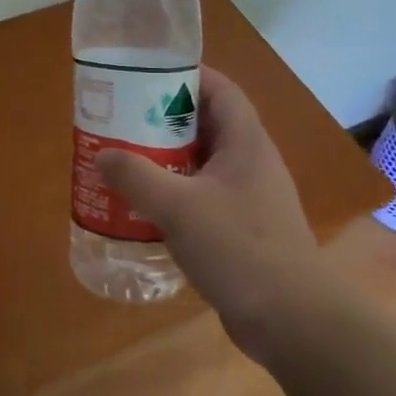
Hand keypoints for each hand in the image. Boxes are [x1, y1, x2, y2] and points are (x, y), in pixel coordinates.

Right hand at [95, 66, 332, 359]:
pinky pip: (202, 196)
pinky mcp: (241, 229)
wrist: (292, 320)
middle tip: (122, 120)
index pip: (220, 90)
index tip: (145, 75)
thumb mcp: (178, 207)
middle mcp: (251, 163)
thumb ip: (136, 176)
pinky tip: (144, 208)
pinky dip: (174, 193)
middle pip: (206, 125)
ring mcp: (249, 198)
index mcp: (246, 143)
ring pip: (202, 163)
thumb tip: (103, 156)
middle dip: (164, 119)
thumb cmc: (239, 248)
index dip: (187, 75)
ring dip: (166, 159)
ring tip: (124, 160)